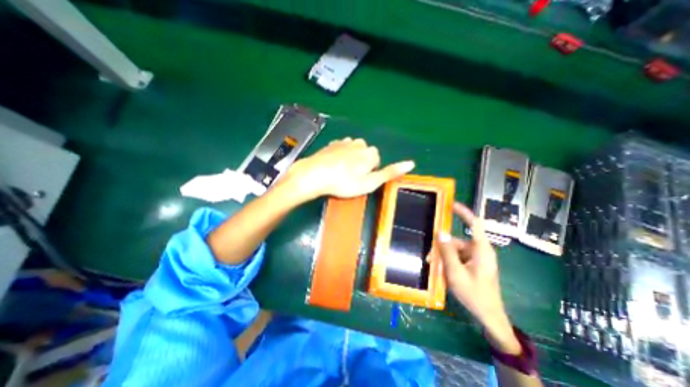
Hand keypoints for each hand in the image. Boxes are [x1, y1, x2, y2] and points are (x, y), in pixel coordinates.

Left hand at [287, 138, 414, 199]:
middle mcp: (359, 143)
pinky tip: (333, 165)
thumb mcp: (370, 182)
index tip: (358, 180)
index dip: (368, 173)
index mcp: (370, 153)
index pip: (376, 162)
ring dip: (350, 160)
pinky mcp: (332, 144)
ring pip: (354, 151)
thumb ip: (390, 172)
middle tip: (349, 177)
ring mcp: (344, 142)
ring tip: (340, 172)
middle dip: (360, 165)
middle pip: (365, 155)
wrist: (314, 175)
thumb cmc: (344, 183)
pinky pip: (342, 148)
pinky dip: (340, 155)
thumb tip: (411, 163)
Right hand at [439, 204, 520, 354]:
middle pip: (457, 241)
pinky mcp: (473, 264)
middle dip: (441, 247)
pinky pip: (458, 257)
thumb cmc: (474, 295)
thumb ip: (447, 252)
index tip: (450, 204)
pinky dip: (448, 261)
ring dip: (443, 256)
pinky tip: (441, 270)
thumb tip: (440, 232)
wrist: (489, 316)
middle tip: (428, 257)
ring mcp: (477, 258)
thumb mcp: (456, 273)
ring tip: (433, 266)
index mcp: (481, 249)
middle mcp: (479, 250)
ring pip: (455, 250)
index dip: (463, 212)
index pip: (474, 224)